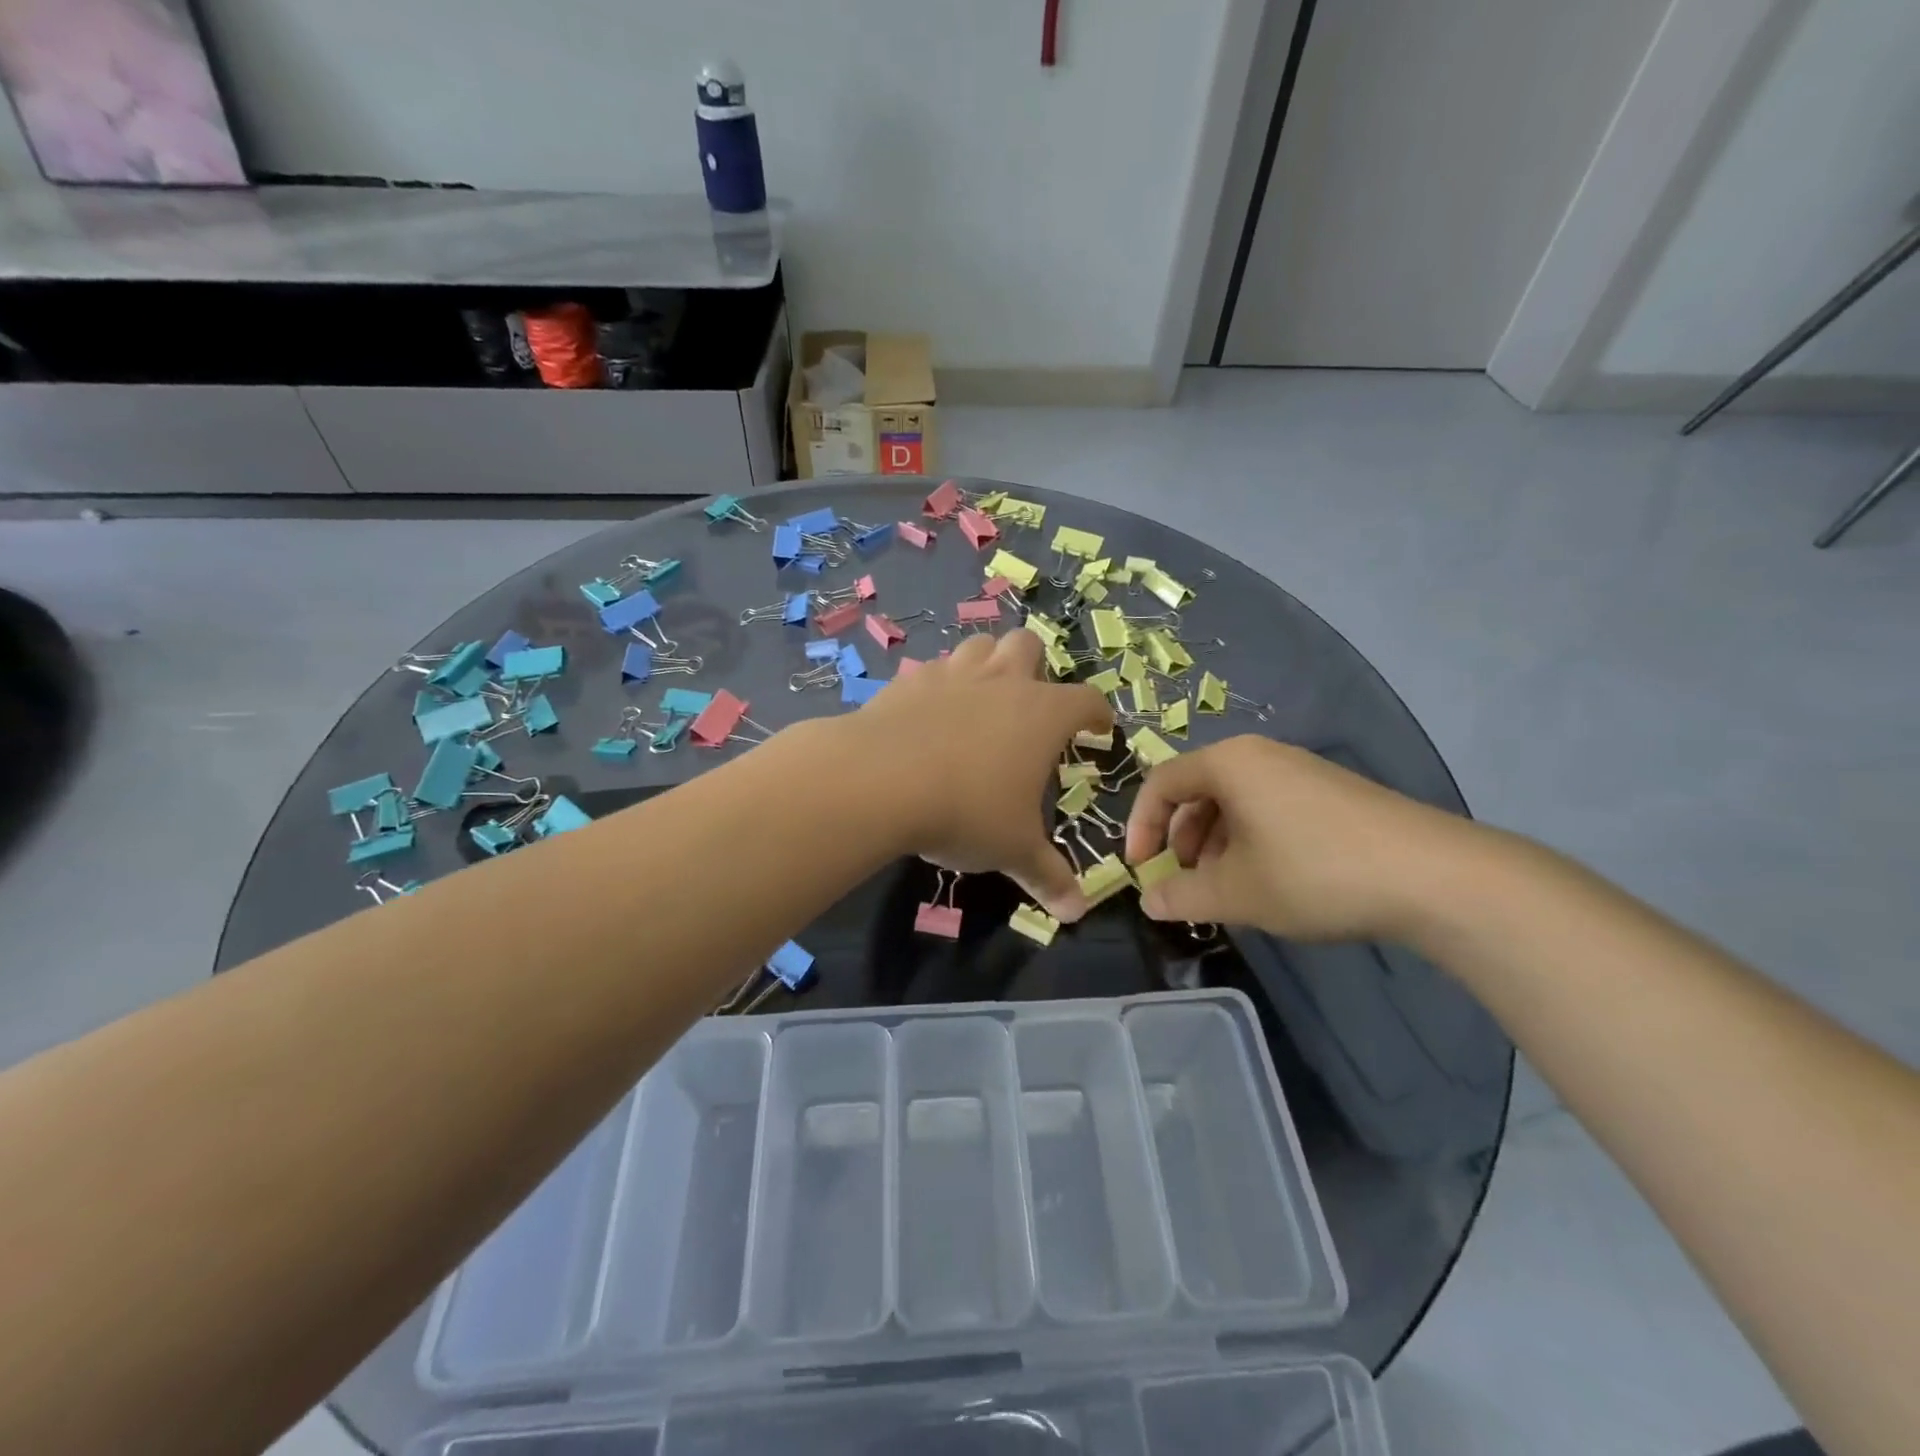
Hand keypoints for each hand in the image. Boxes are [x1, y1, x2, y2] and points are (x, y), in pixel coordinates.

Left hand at [847, 629, 1111, 920]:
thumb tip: (1076, 912)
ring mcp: (953, 674)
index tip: (1098, 728)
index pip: (1086, 700)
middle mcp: (1002, 682)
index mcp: (1043, 714)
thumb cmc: (966, 811)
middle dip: (1035, 666)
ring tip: (981, 697)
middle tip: (1029, 702)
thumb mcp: (1012, 849)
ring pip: (979, 646)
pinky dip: (938, 685)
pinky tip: (928, 713)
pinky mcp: (908, 681)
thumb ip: (1047, 876)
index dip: (1097, 713)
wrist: (880, 780)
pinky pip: (932, 670)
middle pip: (1028, 646)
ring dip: (986, 663)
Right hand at [1123, 735, 1468, 941]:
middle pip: (1198, 790)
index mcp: (1229, 763)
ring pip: (1235, 802)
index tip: (1141, 869)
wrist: (1433, 876)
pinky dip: (1251, 841)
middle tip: (1185, 882)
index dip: (1141, 826)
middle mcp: (1261, 755)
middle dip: (1181, 839)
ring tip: (1227, 889)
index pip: (1161, 783)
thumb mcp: (1236, 893)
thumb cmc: (1313, 873)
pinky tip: (1270, 881)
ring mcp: (1301, 771)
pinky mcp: (1332, 793)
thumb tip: (1149, 901)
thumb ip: (1182, 896)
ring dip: (1215, 844)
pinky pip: (1270, 808)